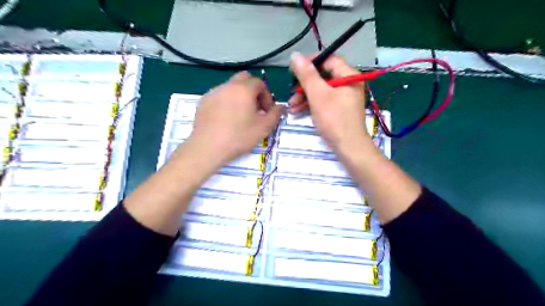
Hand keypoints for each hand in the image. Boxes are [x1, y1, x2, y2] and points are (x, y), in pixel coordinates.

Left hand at [182, 71, 284, 168]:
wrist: (208, 147)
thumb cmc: (239, 136)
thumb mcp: (264, 128)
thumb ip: (276, 114)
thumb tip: (282, 107)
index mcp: (244, 89)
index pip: (260, 83)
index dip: (267, 96)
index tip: (266, 111)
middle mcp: (228, 86)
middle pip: (244, 79)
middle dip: (253, 90)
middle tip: (255, 108)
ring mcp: (213, 92)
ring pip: (231, 87)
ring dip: (239, 96)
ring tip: (240, 115)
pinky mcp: (203, 101)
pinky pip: (219, 95)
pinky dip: (226, 102)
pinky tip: (225, 118)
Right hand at [289, 53, 370, 152]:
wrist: (348, 148)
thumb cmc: (334, 119)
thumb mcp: (318, 95)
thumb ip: (307, 75)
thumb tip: (295, 55)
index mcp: (348, 76)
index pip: (328, 60)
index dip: (310, 62)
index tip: (294, 70)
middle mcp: (348, 84)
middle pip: (323, 77)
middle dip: (304, 85)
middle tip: (291, 92)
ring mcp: (344, 98)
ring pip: (321, 91)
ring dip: (304, 97)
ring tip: (291, 106)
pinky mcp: (339, 109)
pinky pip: (323, 101)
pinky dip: (311, 105)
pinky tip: (297, 111)